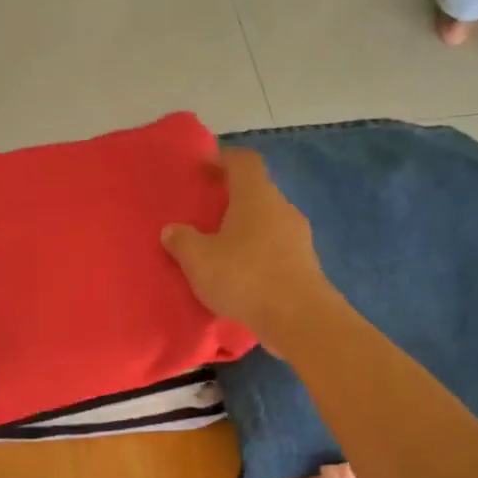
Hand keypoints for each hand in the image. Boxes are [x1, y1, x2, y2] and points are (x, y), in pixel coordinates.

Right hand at [161, 149, 333, 355]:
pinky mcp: (305, 265)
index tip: (204, 168)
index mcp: (256, 196)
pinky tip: (243, 275)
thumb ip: (182, 241)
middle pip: (257, 192)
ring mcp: (298, 237)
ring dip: (247, 230)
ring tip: (222, 248)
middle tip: (208, 213)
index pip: (244, 162)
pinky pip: (276, 249)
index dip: (224, 159)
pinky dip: (258, 254)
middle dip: (233, 199)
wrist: (298, 318)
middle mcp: (282, 208)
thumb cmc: (244, 277)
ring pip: (268, 222)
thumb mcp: (199, 260)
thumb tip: (172, 230)